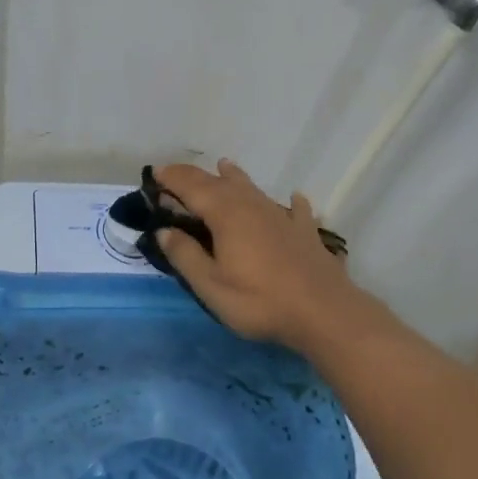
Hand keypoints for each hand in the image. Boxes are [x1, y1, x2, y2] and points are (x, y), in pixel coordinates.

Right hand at [152, 159, 364, 350]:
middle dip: (194, 176)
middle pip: (219, 183)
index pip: (191, 187)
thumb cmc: (259, 301)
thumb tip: (164, 231)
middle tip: (175, 174)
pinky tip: (295, 198)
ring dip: (234, 177)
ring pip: (253, 188)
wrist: (323, 312)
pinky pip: (294, 209)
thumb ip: (185, 255)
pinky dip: (289, 201)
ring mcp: (282, 216)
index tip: (154, 174)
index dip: (171, 179)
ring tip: (224, 166)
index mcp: (225, 214)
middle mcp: (252, 205)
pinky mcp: (305, 232)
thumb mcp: (211, 285)